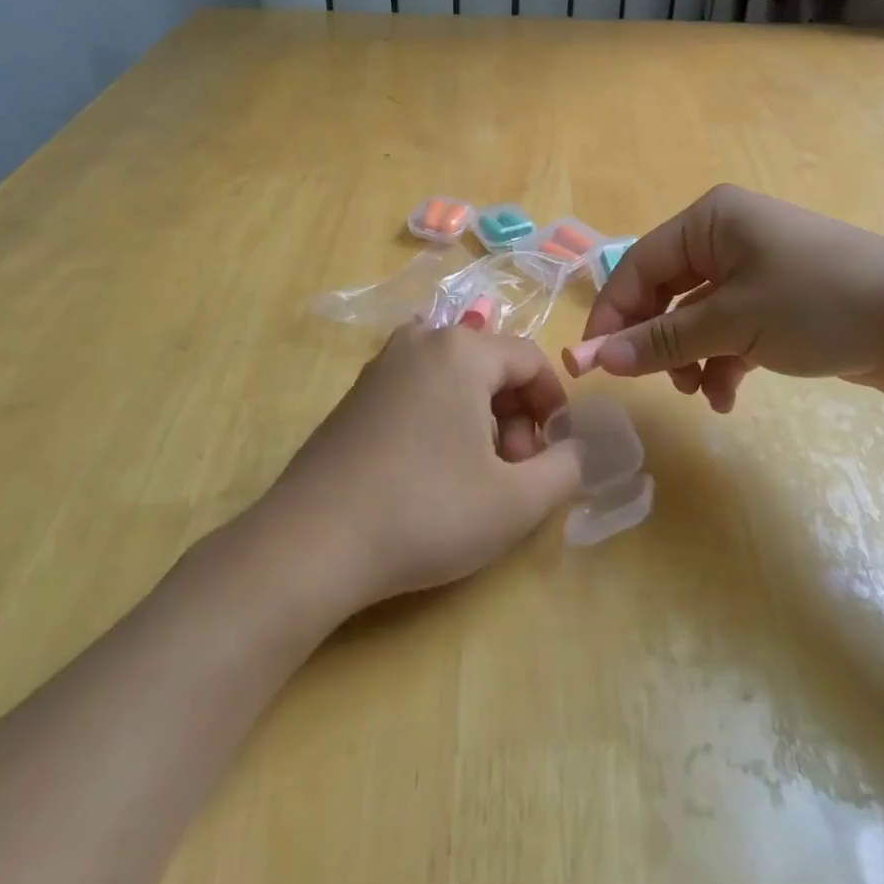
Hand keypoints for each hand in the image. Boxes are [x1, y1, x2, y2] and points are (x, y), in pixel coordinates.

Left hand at [260, 325, 582, 612]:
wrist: (312, 543)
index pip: (531, 361)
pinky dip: (443, 420)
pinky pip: (421, 391)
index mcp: (462, 350)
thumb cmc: (426, 512)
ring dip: (481, 420)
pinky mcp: (357, 394)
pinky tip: (433, 472)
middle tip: (515, 473)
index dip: (554, 406)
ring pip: (456, 380)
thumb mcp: (517, 502)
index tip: (554, 454)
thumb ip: (566, 469)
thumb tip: (571, 449)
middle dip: (516, 417)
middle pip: (492, 367)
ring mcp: (383, 365)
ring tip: (476, 476)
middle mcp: (421, 341)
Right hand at [568, 183, 883, 409]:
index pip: (639, 264)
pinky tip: (728, 396)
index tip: (593, 363)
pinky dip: (722, 362)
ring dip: (691, 357)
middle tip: (654, 384)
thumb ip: (662, 339)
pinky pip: (730, 329)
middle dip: (659, 341)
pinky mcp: (779, 301)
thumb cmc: (819, 303)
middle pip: (667, 291)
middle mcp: (728, 236)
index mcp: (711, 220)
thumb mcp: (733, 322)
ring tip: (701, 392)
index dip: (613, 313)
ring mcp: (756, 268)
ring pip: (697, 316)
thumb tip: (596, 358)